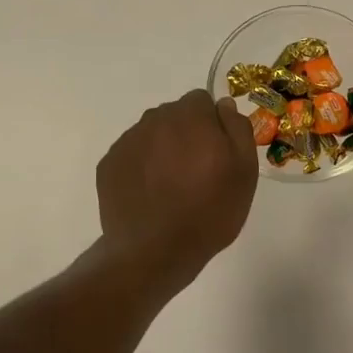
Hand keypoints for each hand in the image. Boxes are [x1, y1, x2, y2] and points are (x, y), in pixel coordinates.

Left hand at [97, 89, 256, 288]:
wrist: (155, 251)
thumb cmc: (209, 212)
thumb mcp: (244, 172)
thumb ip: (237, 129)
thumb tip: (223, 105)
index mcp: (190, 116)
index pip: (201, 101)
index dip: (211, 124)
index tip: (216, 153)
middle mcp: (154, 119)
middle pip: (174, 115)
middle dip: (186, 134)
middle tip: (196, 172)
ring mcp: (127, 142)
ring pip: (151, 134)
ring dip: (162, 149)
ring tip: (171, 186)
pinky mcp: (108, 164)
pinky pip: (131, 155)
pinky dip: (141, 168)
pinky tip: (150, 196)